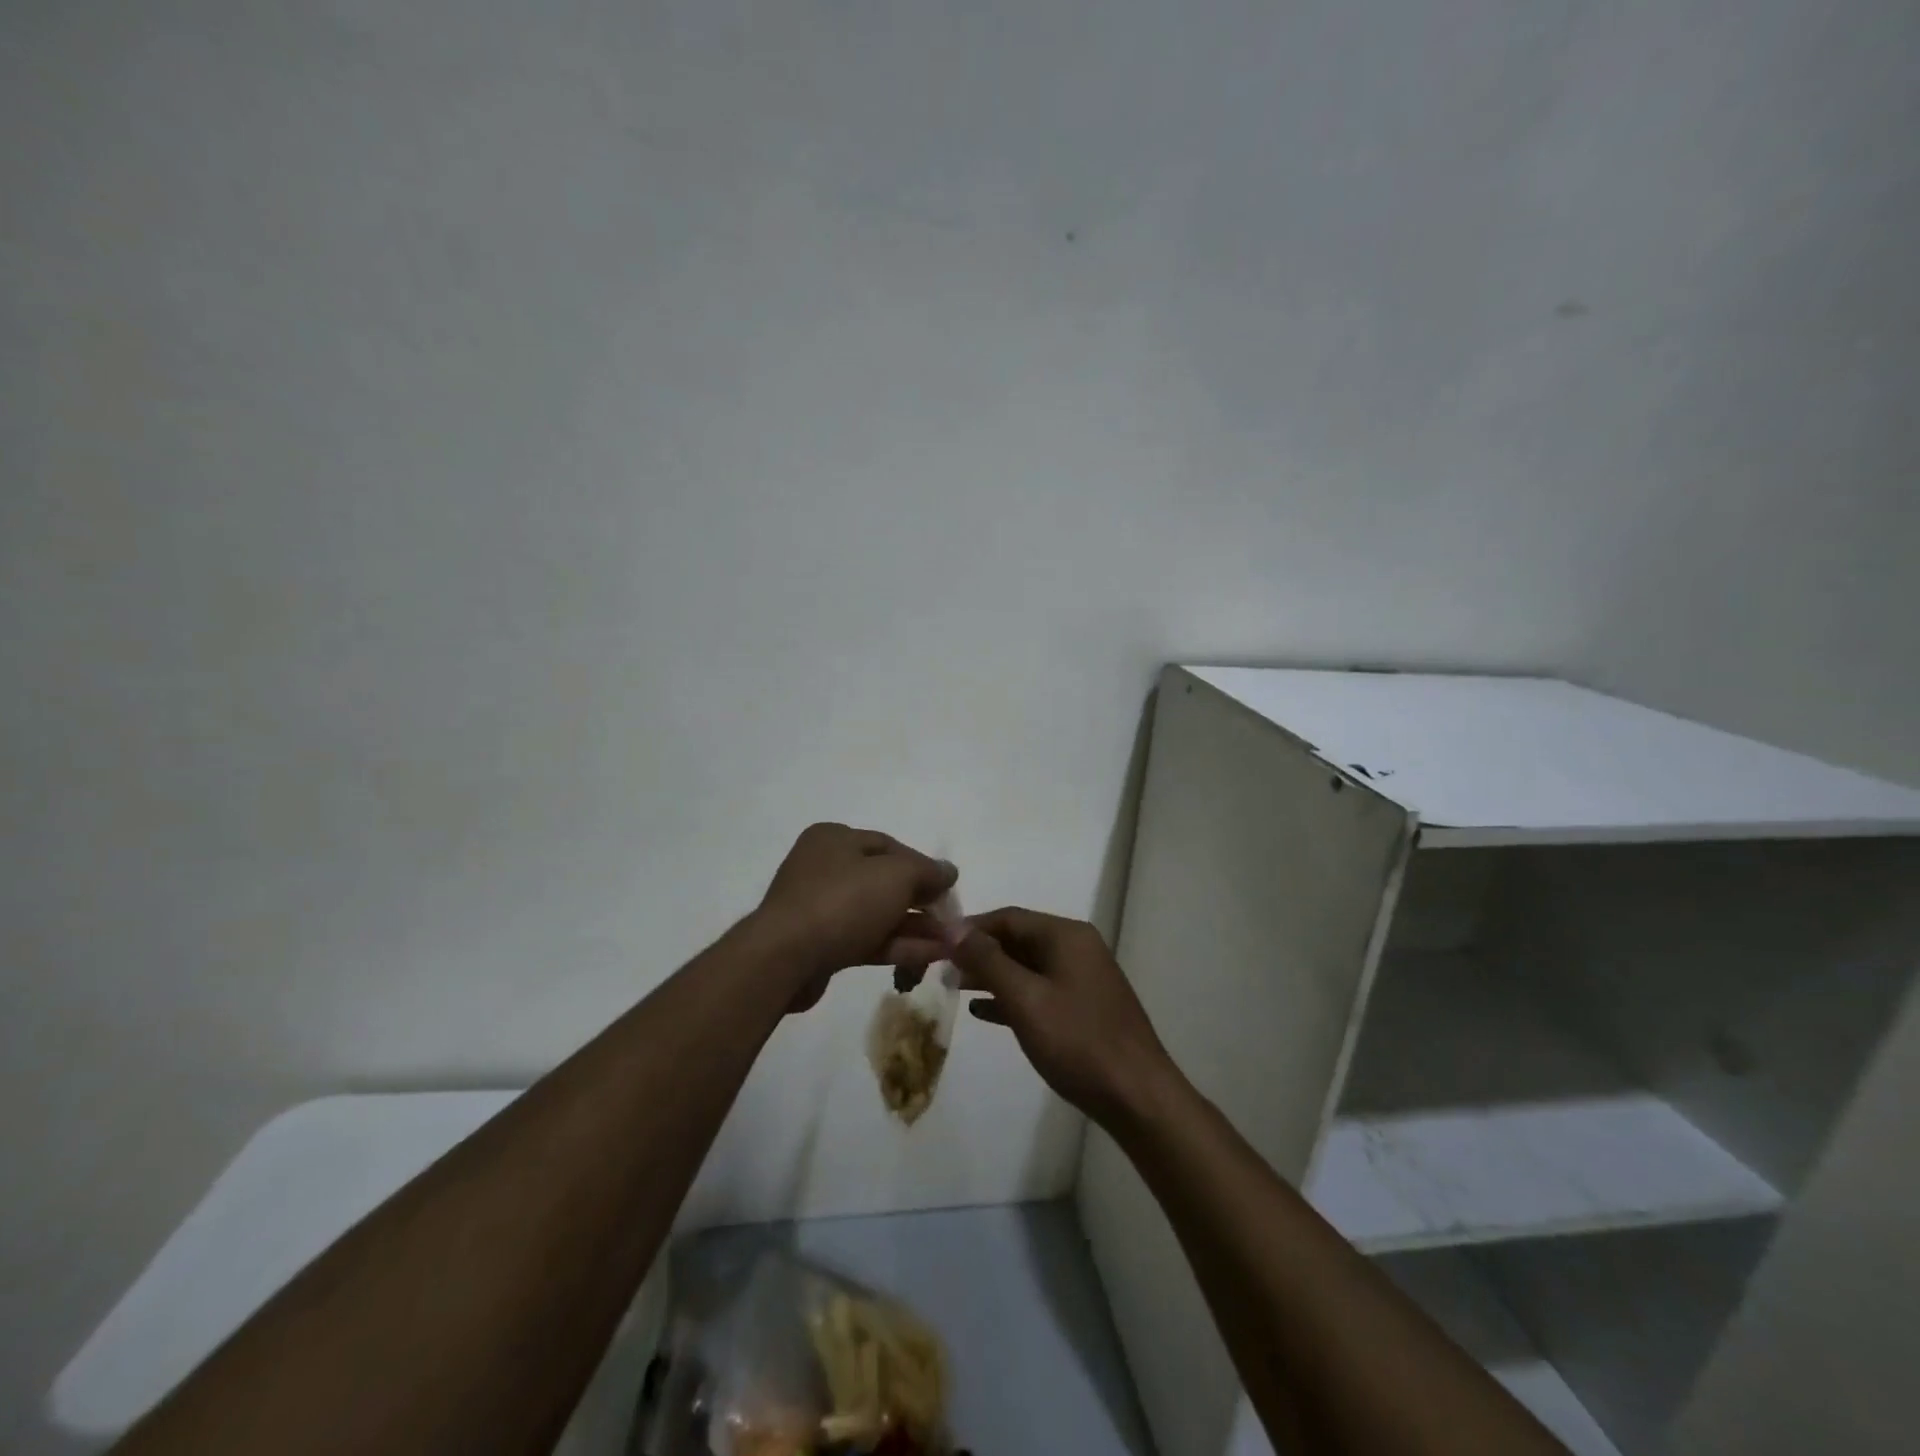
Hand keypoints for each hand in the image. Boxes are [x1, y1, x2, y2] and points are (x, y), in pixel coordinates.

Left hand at [754, 823, 956, 1011]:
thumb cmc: (842, 901)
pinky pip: (867, 938)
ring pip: (877, 913)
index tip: (949, 887)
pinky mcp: (821, 944)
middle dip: (921, 901)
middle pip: (884, 881)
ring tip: (951, 943)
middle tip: (951, 919)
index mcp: (834, 839)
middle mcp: (824, 867)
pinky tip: (932, 955)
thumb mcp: (895, 875)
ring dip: (915, 926)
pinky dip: (898, 945)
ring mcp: (820, 908)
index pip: (889, 846)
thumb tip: (949, 871)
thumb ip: (927, 871)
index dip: (923, 866)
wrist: (785, 958)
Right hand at [947, 907, 1177, 1126]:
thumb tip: (955, 928)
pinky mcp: (1083, 1005)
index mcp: (1066, 935)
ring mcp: (1082, 977)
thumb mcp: (1025, 999)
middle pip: (1018, 939)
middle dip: (980, 953)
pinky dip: (1012, 996)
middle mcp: (1076, 947)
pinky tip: (984, 1011)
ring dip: (992, 975)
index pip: (1009, 917)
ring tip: (955, 988)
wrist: (1136, 1096)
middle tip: (941, 969)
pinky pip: (1039, 990)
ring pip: (1027, 966)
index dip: (971, 928)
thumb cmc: (1077, 1042)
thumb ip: (988, 961)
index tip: (936, 943)